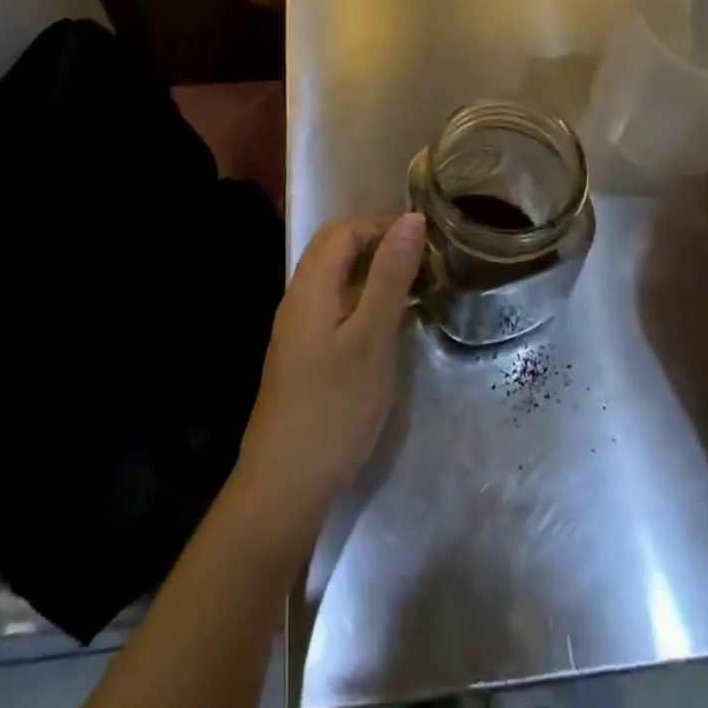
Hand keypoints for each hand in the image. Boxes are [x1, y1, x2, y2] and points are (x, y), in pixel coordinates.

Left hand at [228, 213, 425, 555]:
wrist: (284, 487)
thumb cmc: (333, 408)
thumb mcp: (371, 339)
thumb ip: (390, 277)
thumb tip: (411, 219)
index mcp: (310, 287)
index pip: (343, 231)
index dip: (381, 226)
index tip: (424, 242)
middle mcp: (298, 299)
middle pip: (336, 250)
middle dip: (379, 246)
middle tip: (422, 264)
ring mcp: (298, 329)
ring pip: (336, 279)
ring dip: (373, 274)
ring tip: (414, 290)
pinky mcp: (304, 355)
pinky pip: (335, 307)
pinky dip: (364, 301)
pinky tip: (388, 325)